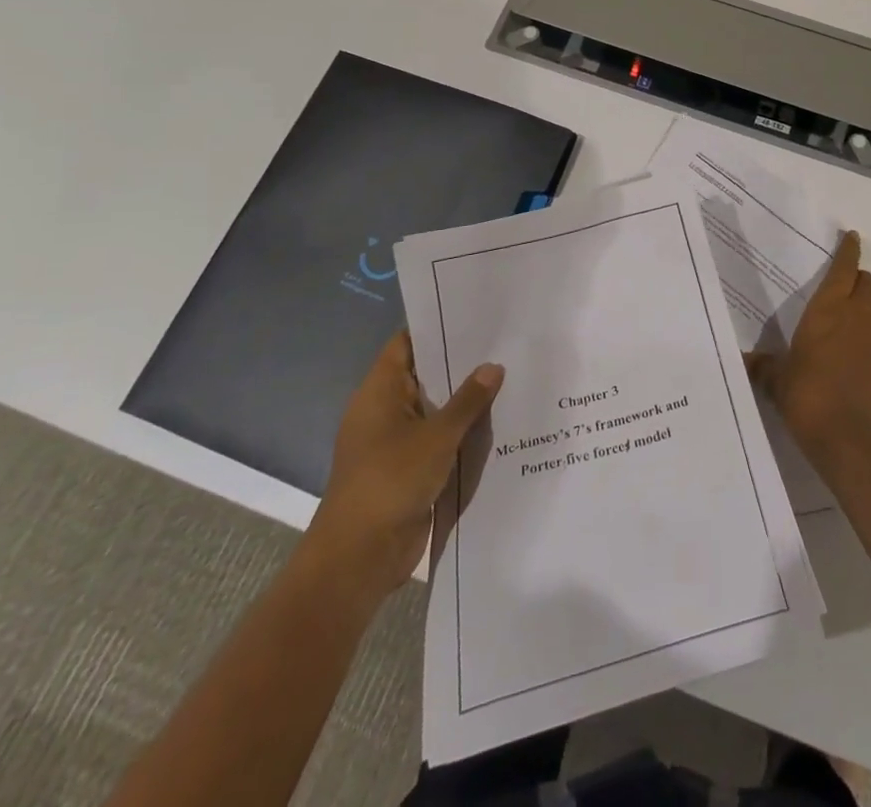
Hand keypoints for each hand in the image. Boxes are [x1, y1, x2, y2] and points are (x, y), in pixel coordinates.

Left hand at [304, 331, 502, 604]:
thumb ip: (468, 400)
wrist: (359, 557)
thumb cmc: (390, 481)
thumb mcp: (437, 436)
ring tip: (510, 375)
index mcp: (379, 392)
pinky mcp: (407, 469)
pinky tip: (497, 422)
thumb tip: (493, 366)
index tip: (475, 312)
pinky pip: (437, 439)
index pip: (407, 343)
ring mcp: (394, 441)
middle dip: (460, 362)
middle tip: (505, 342)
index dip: (437, 327)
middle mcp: (384, 410)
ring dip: (464, 400)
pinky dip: (460, 431)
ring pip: (434, 408)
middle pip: (424, 374)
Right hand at [748, 231, 870, 465]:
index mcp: (826, 309)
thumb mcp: (775, 378)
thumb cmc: (804, 395)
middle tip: (848, 290)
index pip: (843, 267)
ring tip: (868, 316)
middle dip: (860, 281)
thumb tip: (742, 360)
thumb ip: (762, 364)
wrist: (844, 435)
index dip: (849, 250)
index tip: (851, 237)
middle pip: (868, 282)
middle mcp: (856, 315)